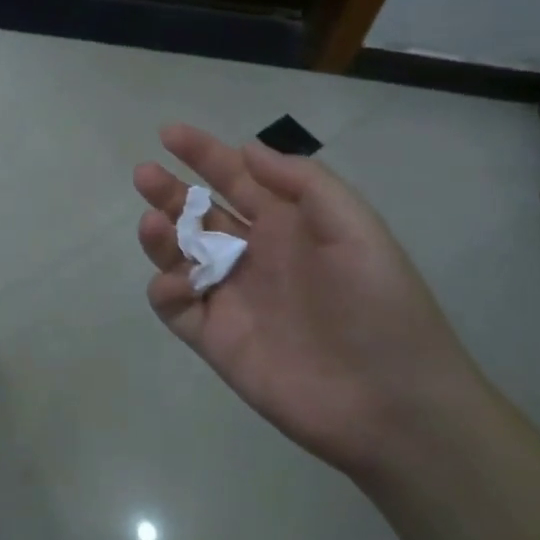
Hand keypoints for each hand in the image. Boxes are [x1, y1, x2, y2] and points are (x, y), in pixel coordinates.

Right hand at [134, 125, 487, 480]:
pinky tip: (180, 282)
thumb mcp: (357, 230)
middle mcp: (253, 255)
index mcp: (286, 226)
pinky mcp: (215, 339)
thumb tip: (248, 149)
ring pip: (178, 255)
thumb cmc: (380, 308)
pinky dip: (166, 288)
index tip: (168, 134)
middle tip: (145, 175)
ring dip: (159, 235)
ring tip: (153, 223)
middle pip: (197, 213)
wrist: (394, 406)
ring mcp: (230, 297)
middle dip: (169, 191)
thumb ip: (304, 184)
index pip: (235, 179)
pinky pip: (175, 306)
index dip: (203, 153)